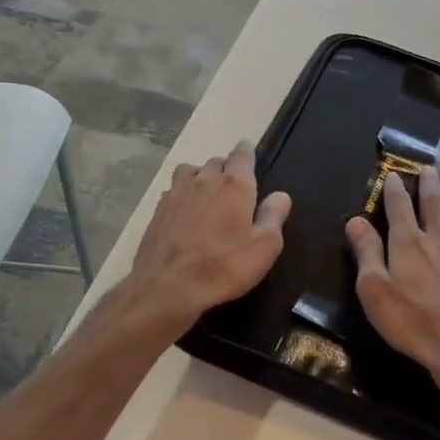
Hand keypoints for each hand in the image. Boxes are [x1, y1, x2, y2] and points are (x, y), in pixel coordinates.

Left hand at [122, 140, 291, 333]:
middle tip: (234, 185)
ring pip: (190, 170)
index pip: (242, 155)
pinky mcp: (158, 211)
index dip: (247, 152)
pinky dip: (181, 193)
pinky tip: (184, 210)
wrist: (167, 287)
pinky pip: (173, 190)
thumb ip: (273, 217)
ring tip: (206, 192)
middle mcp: (204, 181)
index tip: (250, 154)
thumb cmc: (224, 267)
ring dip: (200, 175)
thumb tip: (281, 195)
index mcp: (234, 186)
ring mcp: (177, 194)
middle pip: (216, 161)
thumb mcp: (264, 247)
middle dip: (226, 168)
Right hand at [346, 167, 439, 389]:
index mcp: (409, 244)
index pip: (399, 208)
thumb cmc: (411, 322)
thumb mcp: (374, 289)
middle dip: (430, 186)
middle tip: (429, 169)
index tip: (394, 173)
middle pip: (435, 206)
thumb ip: (366, 252)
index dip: (395, 189)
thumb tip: (356, 219)